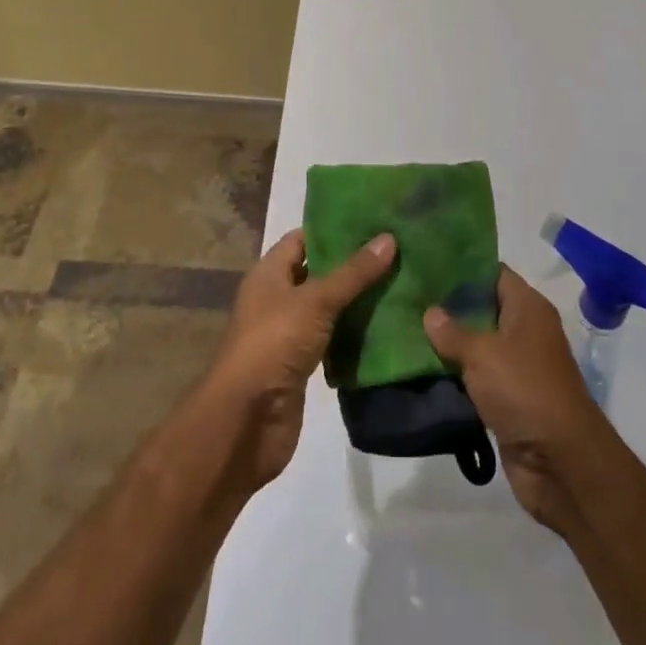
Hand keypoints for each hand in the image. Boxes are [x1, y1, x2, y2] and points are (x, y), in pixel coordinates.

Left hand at [204, 228, 396, 488]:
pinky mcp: (301, 364)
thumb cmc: (273, 344)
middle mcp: (276, 298)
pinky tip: (386, 324)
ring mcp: (288, 333)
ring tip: (399, 281)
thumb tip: (389, 238)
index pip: (303, 239)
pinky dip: (353, 333)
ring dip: (356, 300)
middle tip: (396, 250)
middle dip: (352, 265)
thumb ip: (353, 273)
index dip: (334, 229)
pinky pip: (331, 338)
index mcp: (269, 273)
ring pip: (327, 307)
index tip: (373, 222)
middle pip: (317, 272)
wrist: (246, 422)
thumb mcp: (316, 301)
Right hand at [424, 266, 613, 533]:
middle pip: (482, 308)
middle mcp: (525, 331)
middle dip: (447, 306)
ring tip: (406, 330)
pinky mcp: (508, 399)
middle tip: (408, 297)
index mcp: (528, 307)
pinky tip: (421, 368)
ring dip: (448, 344)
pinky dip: (455, 375)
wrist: (561, 463)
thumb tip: (430, 313)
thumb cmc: (524, 390)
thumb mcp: (482, 354)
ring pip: (477, 345)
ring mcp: (518, 366)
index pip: (492, 272)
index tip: (426, 265)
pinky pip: (477, 378)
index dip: (461, 267)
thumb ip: (452, 332)